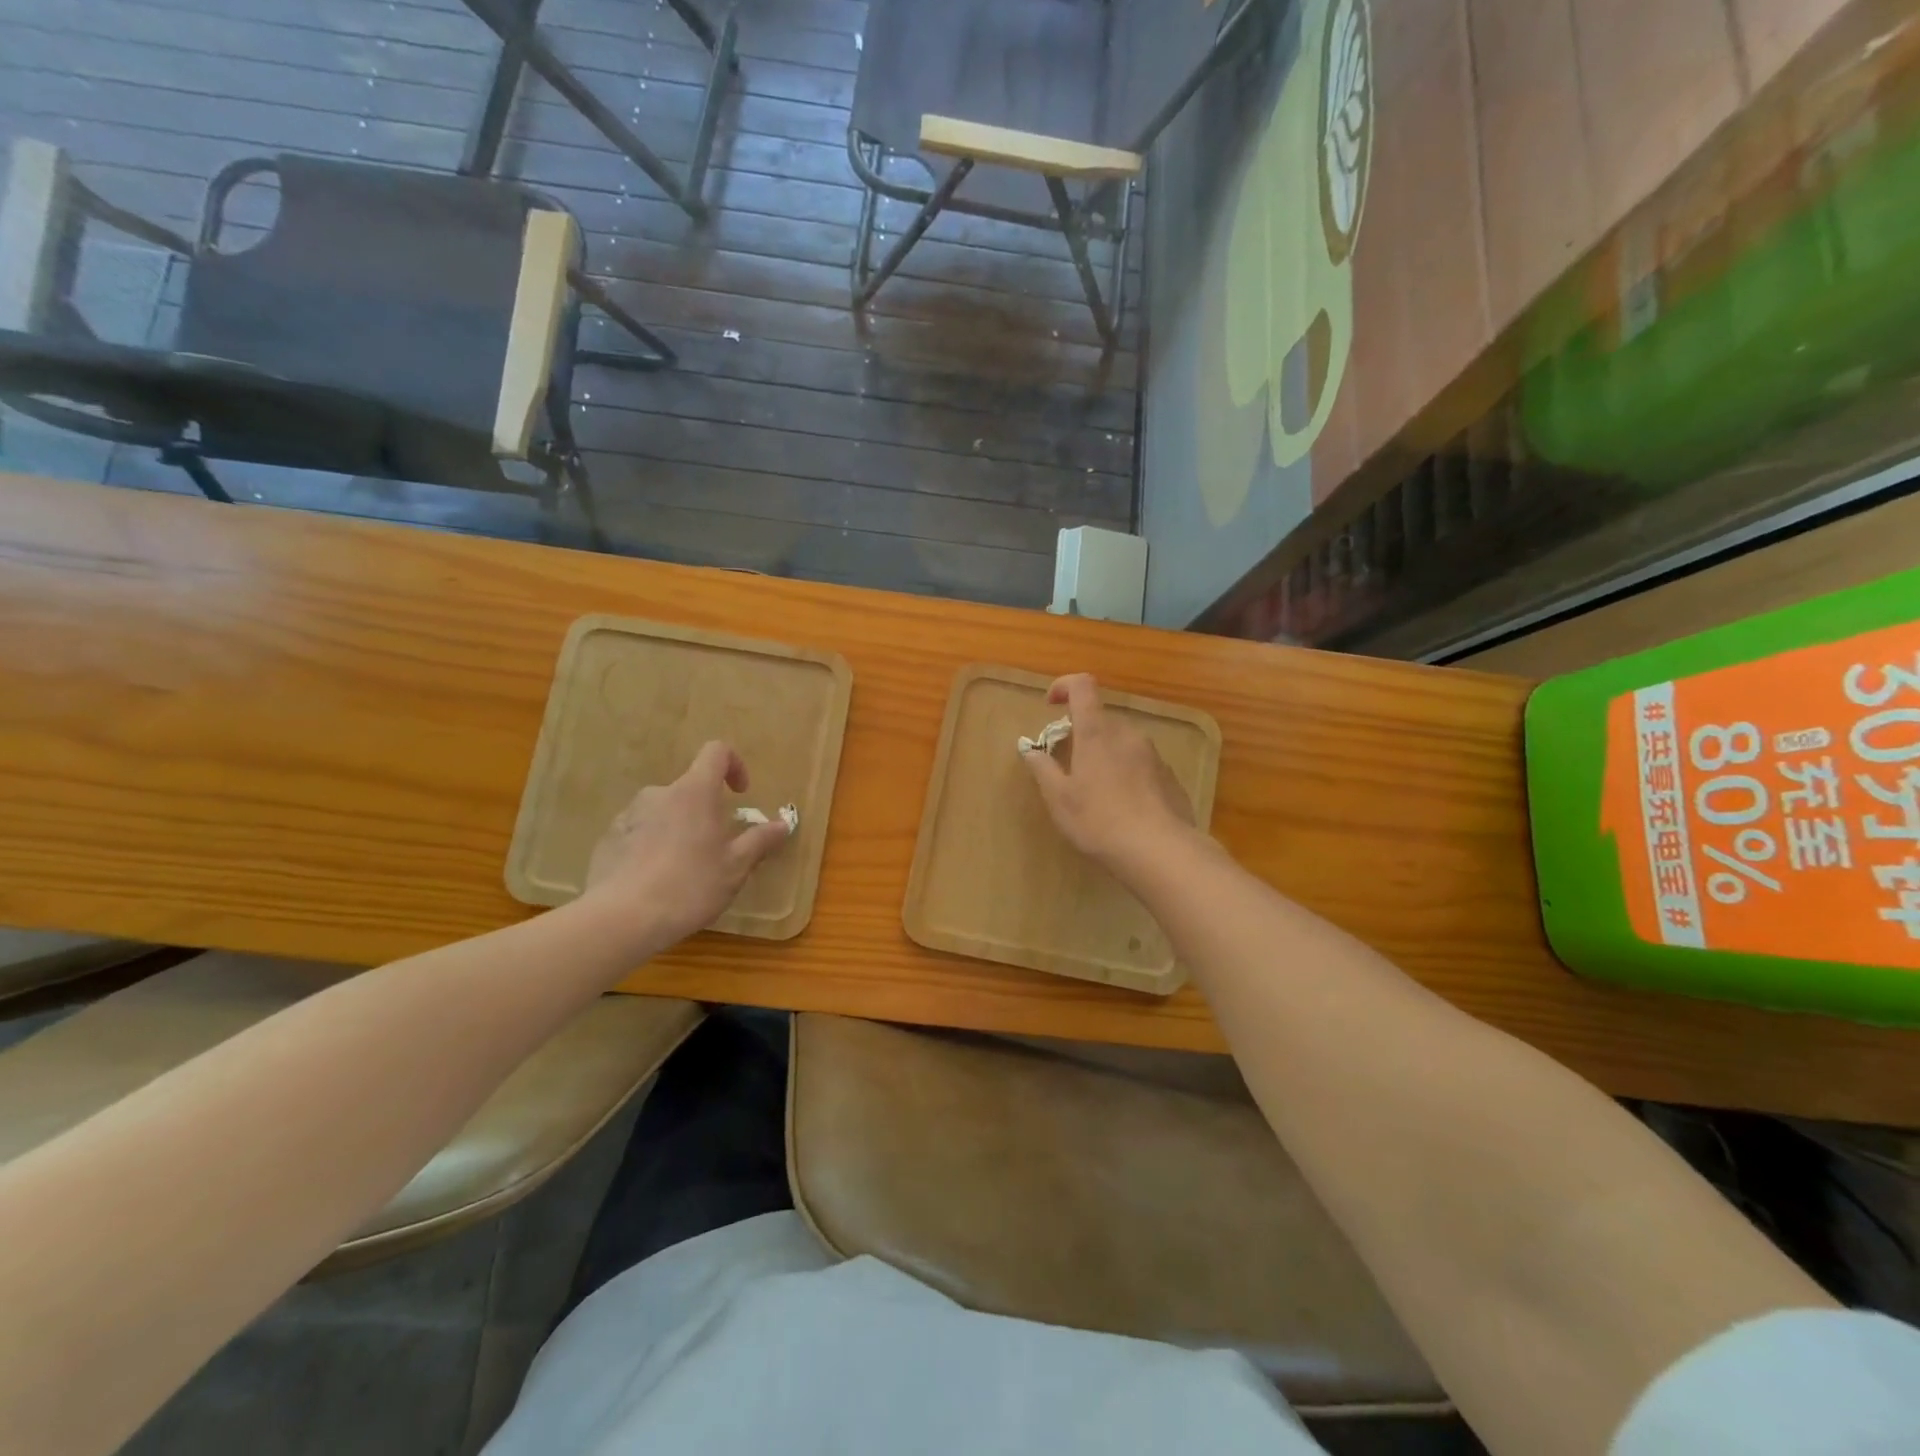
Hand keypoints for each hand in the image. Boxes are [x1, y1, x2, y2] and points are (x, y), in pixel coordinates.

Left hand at [580, 741, 791, 950]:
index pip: (716, 752)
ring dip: (678, 829)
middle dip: (706, 811)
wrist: (620, 919)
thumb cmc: (689, 886)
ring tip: (684, 869)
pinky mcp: (608, 839)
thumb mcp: (735, 867)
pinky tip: (655, 881)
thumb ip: (759, 841)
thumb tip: (782, 824)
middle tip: (716, 848)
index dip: (734, 765)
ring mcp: (628, 815)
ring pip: (664, 812)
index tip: (741, 794)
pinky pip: (639, 832)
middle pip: (690, 788)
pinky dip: (652, 846)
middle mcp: (659, 794)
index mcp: (694, 792)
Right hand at [1022, 674, 1198, 876]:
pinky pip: (1141, 764)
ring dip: (1105, 755)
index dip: (1064, 686)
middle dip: (1082, 734)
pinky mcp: (1169, 775)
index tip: (1050, 705)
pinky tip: (1123, 807)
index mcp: (1096, 732)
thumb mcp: (1059, 799)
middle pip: (1101, 719)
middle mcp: (1127, 734)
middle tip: (1069, 765)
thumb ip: (1042, 768)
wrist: (1159, 850)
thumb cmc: (1099, 821)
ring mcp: (1153, 753)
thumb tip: (1030, 749)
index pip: (1082, 686)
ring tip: (1096, 792)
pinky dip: (1127, 773)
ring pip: (1122, 742)